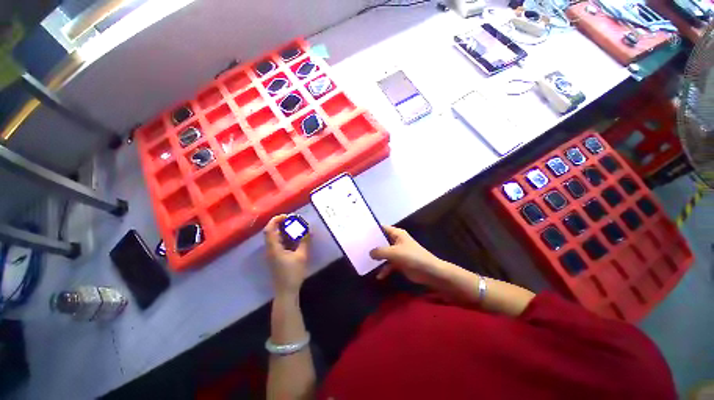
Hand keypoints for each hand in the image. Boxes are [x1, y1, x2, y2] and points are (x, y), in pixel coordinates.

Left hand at [264, 215, 309, 296]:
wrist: (286, 291)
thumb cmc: (293, 274)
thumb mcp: (301, 256)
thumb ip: (305, 241)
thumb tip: (308, 230)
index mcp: (274, 248)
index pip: (270, 229)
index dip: (276, 220)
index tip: (288, 216)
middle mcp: (270, 249)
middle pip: (272, 232)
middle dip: (283, 224)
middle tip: (295, 221)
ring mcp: (273, 254)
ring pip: (276, 238)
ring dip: (285, 231)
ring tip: (297, 228)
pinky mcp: (277, 257)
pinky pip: (280, 243)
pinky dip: (287, 238)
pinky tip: (296, 238)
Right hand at [369, 226, 449, 286]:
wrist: (430, 272)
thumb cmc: (412, 257)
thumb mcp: (394, 253)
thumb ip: (380, 251)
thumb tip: (369, 253)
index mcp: (397, 234)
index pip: (383, 228)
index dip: (373, 230)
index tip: (361, 233)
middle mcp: (396, 241)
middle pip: (382, 241)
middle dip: (372, 245)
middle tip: (359, 247)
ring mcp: (398, 252)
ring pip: (384, 253)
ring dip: (377, 258)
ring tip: (365, 261)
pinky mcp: (399, 263)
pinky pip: (389, 264)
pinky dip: (384, 269)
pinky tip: (379, 276)